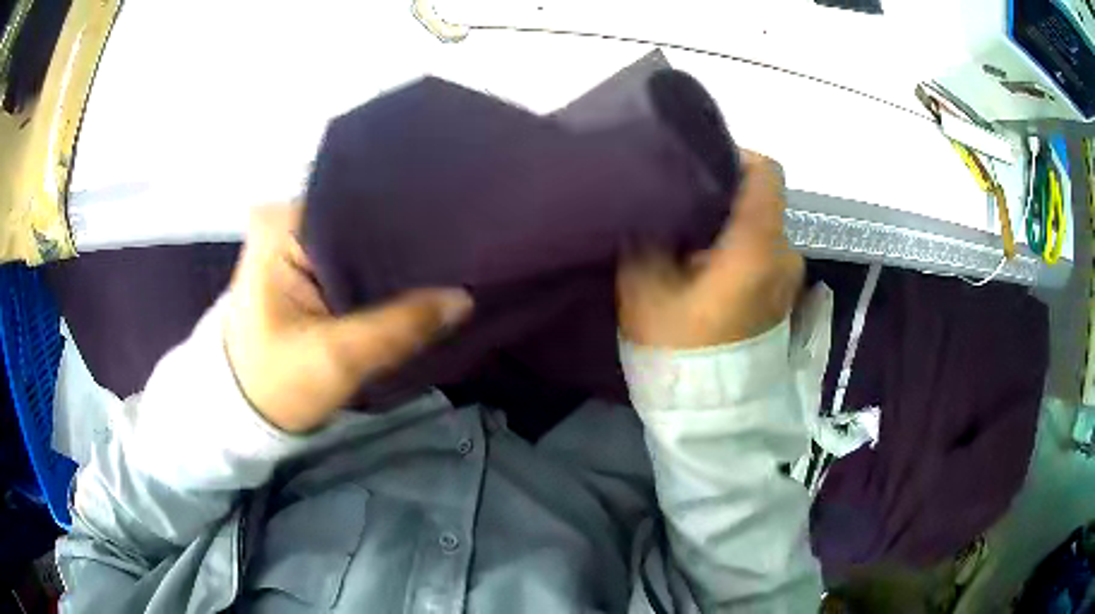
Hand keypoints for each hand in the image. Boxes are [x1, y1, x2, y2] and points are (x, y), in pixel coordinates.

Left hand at [223, 204, 472, 432]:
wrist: (243, 412)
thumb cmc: (276, 382)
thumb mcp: (337, 358)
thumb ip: (399, 326)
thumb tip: (464, 298)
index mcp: (282, 224)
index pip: (359, 206)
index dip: (407, 221)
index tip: (455, 234)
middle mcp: (288, 220)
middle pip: (361, 222)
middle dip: (404, 242)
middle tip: (459, 254)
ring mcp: (294, 243)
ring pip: (359, 244)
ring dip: (394, 261)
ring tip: (447, 264)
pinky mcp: (302, 268)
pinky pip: (351, 262)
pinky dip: (378, 275)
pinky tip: (414, 281)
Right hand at [617, 151, 802, 347]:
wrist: (710, 414)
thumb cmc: (678, 347)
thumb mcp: (644, 285)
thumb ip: (648, 233)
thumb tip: (652, 204)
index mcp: (757, 246)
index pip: (767, 172)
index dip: (737, 157)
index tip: (702, 167)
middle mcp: (785, 256)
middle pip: (761, 203)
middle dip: (724, 200)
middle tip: (683, 211)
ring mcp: (790, 281)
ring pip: (762, 232)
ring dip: (731, 230)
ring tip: (692, 245)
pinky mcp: (785, 300)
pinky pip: (765, 257)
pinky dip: (741, 253)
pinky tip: (709, 272)